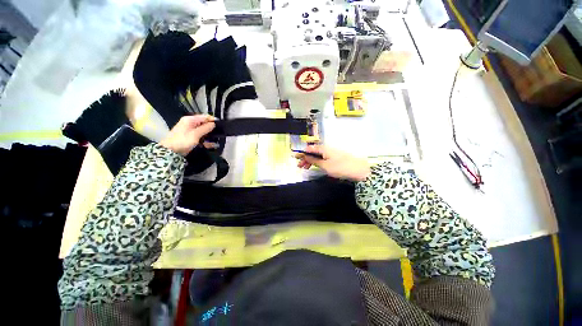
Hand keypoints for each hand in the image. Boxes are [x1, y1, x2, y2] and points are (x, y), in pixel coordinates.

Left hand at [160, 115, 215, 155]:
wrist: (170, 151)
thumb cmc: (182, 141)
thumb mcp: (195, 134)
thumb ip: (205, 128)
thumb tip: (213, 124)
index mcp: (190, 120)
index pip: (204, 117)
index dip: (213, 120)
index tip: (220, 125)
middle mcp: (190, 123)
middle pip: (204, 124)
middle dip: (211, 129)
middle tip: (219, 134)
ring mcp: (190, 131)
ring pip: (203, 131)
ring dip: (209, 135)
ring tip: (216, 140)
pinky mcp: (191, 137)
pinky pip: (201, 137)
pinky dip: (206, 140)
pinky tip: (211, 145)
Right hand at [295, 145, 370, 180]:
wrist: (359, 170)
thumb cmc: (340, 167)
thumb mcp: (325, 165)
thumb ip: (314, 160)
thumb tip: (305, 156)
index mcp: (323, 149)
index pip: (310, 149)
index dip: (302, 152)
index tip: (295, 157)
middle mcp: (327, 149)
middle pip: (313, 152)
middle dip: (305, 158)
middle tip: (299, 165)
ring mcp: (332, 153)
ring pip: (318, 156)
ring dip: (311, 160)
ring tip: (305, 167)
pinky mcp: (335, 158)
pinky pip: (323, 158)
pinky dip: (317, 162)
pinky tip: (315, 166)